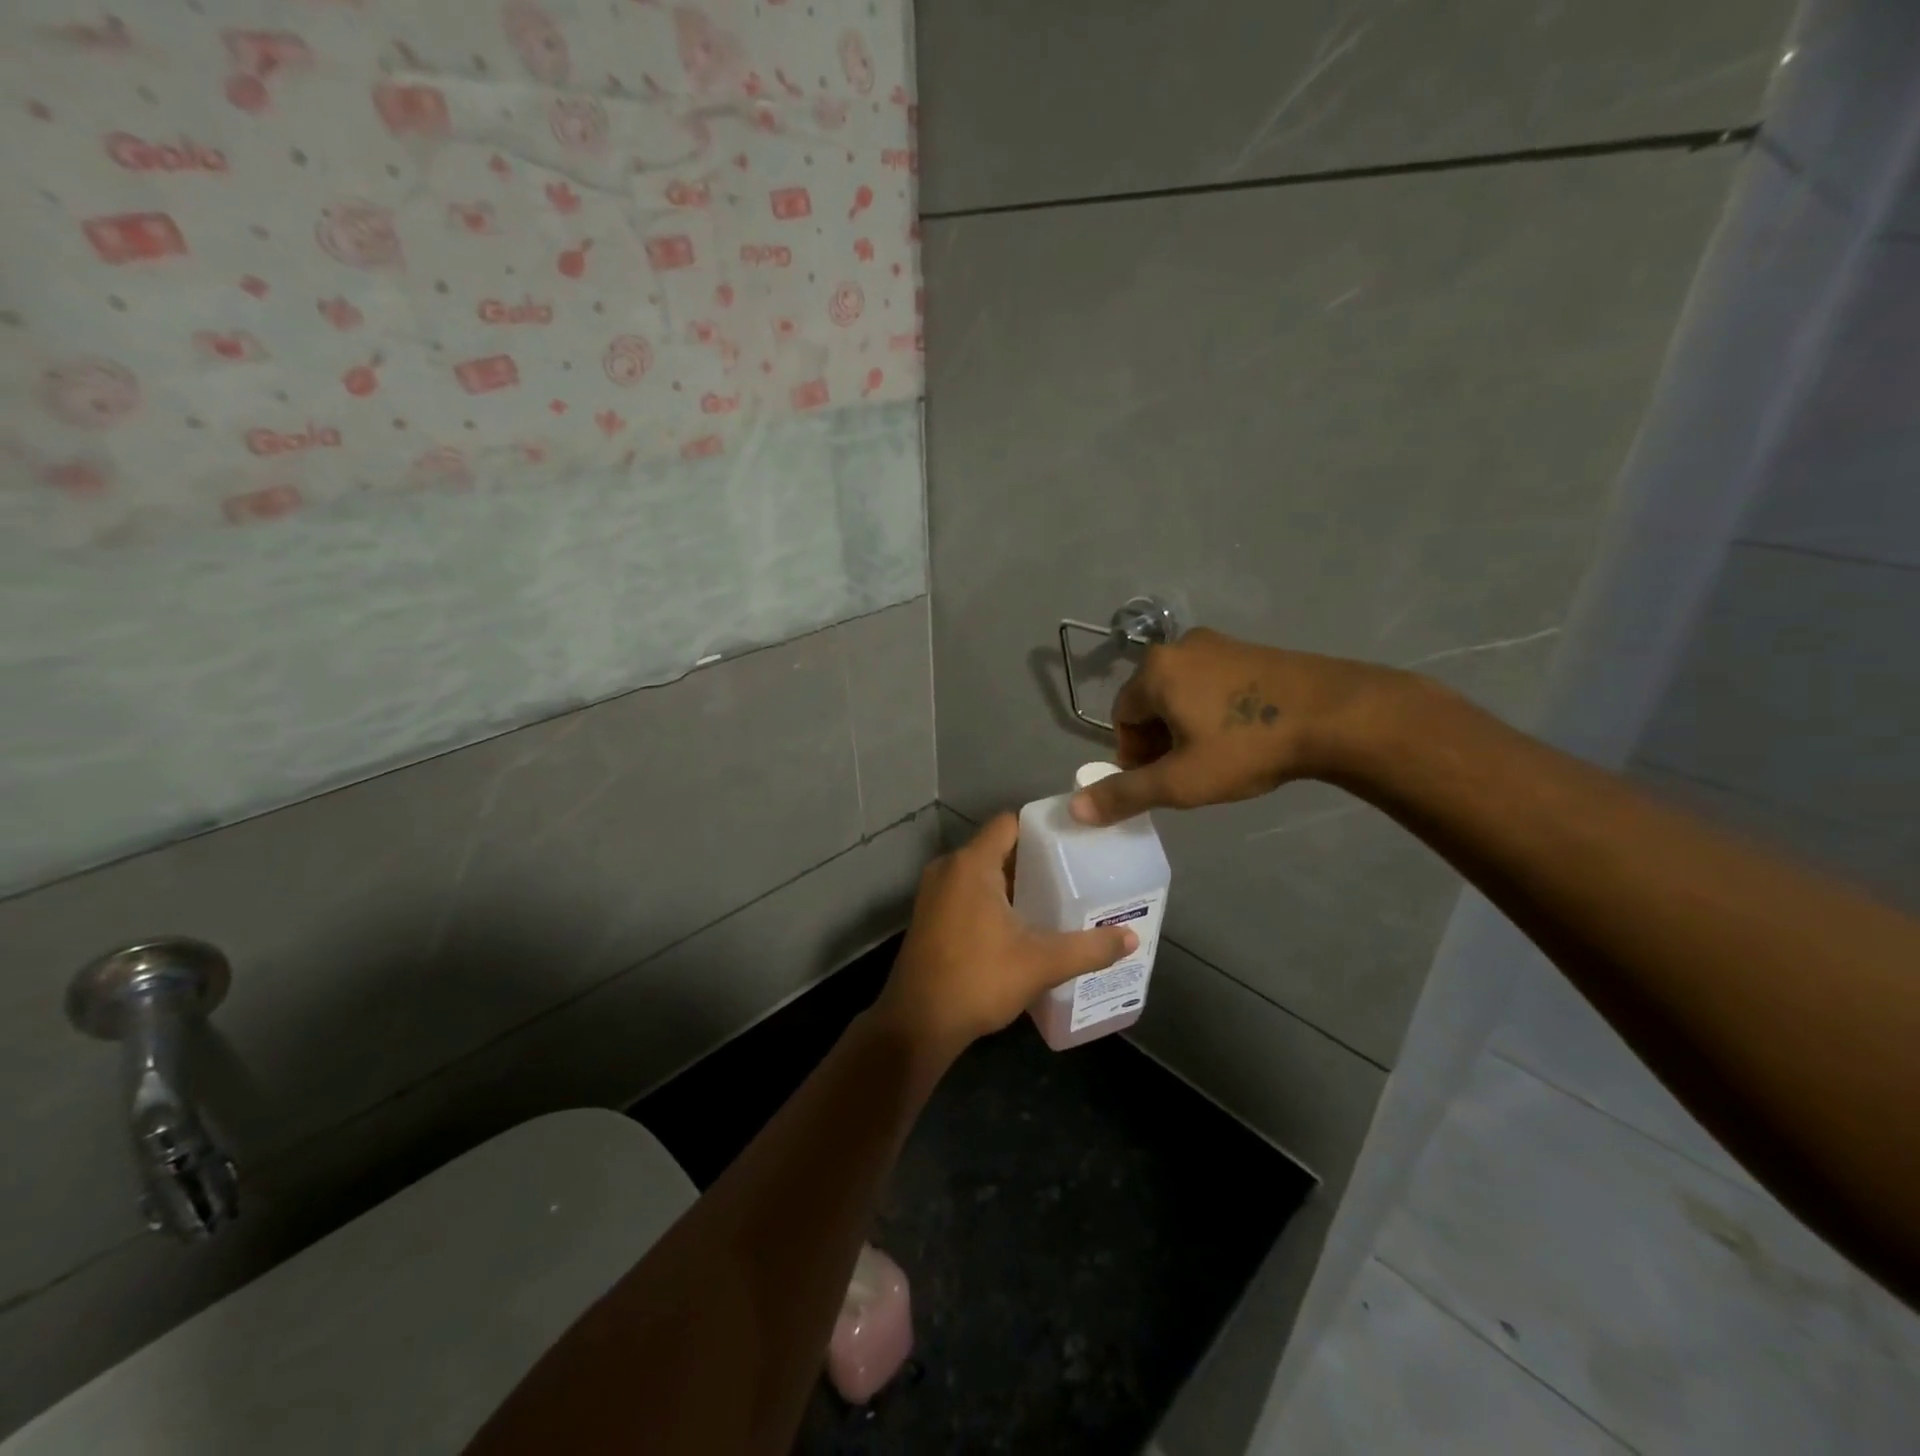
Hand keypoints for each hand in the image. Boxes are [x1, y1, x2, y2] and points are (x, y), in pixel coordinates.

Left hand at [876, 814, 1138, 1054]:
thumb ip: (1088, 948)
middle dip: (1034, 859)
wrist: (917, 1024)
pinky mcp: (929, 915)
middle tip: (1074, 871)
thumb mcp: (1041, 963)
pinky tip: (1021, 923)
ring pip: (981, 872)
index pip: (1010, 823)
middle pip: (998, 847)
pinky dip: (993, 898)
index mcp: (972, 864)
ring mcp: (934, 892)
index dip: (1042, 828)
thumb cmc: (978, 980)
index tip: (1074, 841)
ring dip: (1013, 882)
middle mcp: (948, 868)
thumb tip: (1131, 938)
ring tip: (1054, 896)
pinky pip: (967, 891)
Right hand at [1070, 628, 1404, 825]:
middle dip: (1159, 740)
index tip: (1161, 781)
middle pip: (1150, 702)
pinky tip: (1242, 735)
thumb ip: (1124, 795)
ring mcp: (1219, 644)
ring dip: (1186, 727)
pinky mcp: (1251, 650)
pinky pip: (1213, 683)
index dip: (1133, 756)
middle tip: (1187, 772)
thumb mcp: (1180, 781)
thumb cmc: (1246, 748)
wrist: (1337, 715)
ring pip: (1182, 693)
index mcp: (1155, 671)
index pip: (1122, 717)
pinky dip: (1213, 710)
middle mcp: (1180, 647)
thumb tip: (1074, 809)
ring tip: (1216, 757)